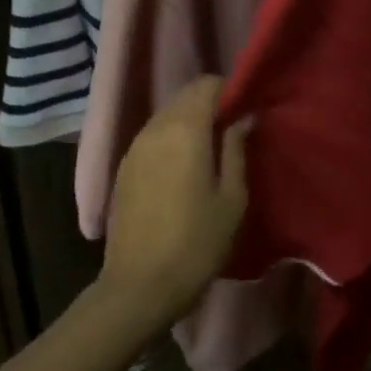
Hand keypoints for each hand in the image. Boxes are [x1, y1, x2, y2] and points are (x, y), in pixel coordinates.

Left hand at [98, 76, 251, 333]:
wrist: (140, 286)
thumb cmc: (197, 243)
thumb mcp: (232, 198)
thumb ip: (236, 150)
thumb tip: (243, 117)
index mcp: (184, 129)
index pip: (206, 85)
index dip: (229, 91)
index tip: (246, 111)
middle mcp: (154, 128)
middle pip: (184, 97)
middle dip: (210, 104)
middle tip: (233, 130)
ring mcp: (134, 147)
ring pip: (166, 115)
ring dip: (189, 121)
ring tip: (212, 149)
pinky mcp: (124, 167)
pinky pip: (152, 136)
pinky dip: (171, 138)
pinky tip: (184, 166)